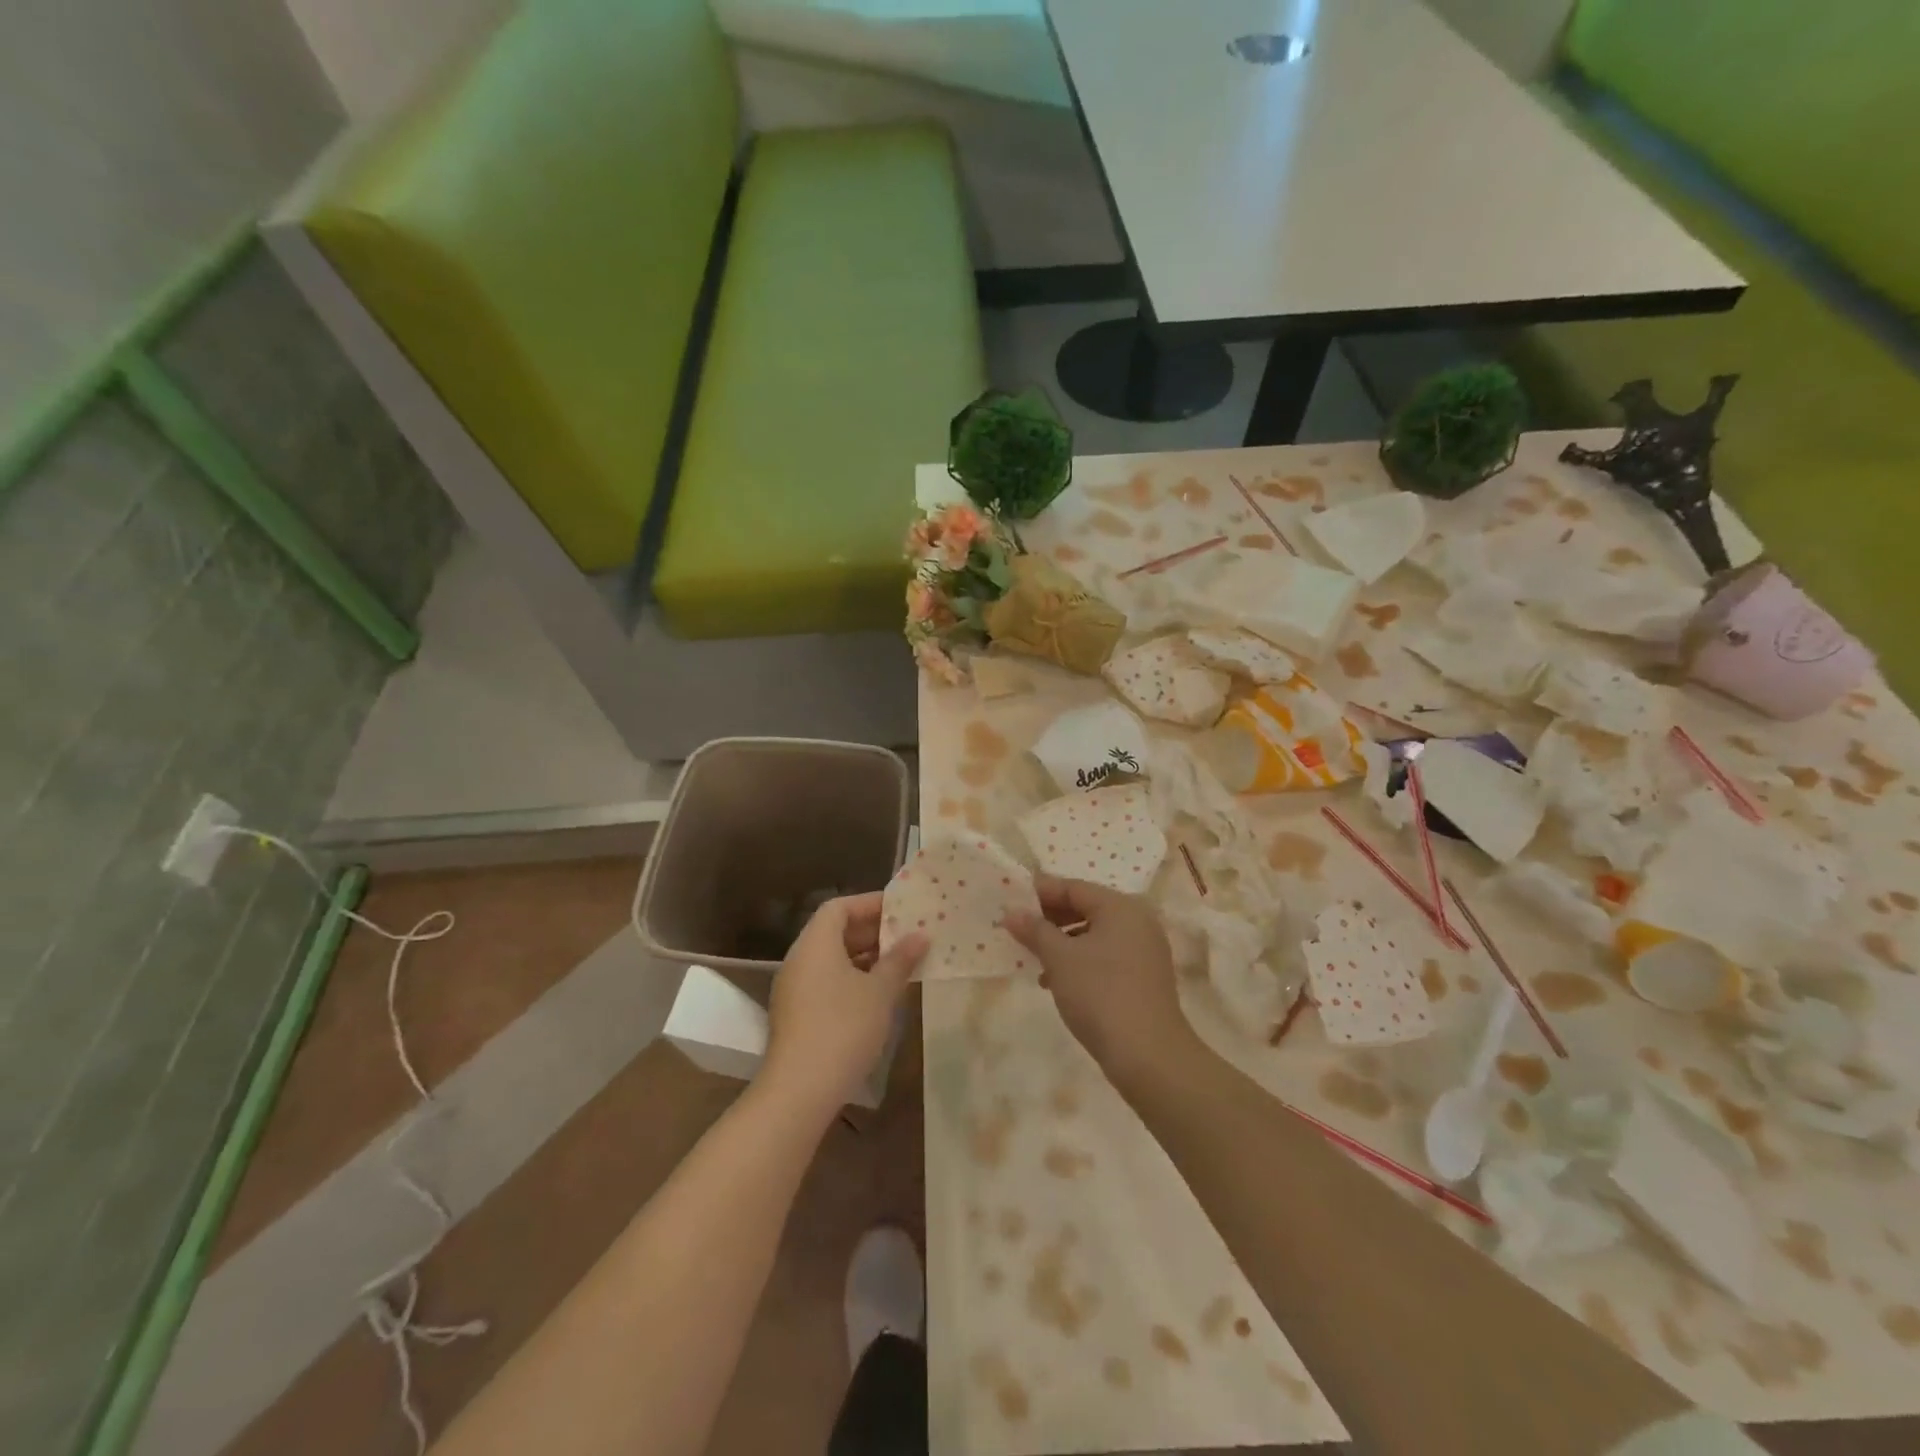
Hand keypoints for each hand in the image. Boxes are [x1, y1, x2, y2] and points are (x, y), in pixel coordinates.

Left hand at [763, 892, 926, 1114]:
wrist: (800, 1090)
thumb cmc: (844, 1028)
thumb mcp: (880, 992)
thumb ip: (900, 960)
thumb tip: (919, 936)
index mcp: (815, 943)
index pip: (839, 907)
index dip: (869, 903)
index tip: (900, 910)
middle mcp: (799, 959)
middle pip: (834, 931)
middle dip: (871, 931)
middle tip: (907, 936)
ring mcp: (794, 988)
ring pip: (831, 959)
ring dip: (864, 957)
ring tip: (899, 963)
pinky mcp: (796, 1014)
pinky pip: (826, 981)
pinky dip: (851, 978)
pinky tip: (878, 994)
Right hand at [1004, 876, 1192, 1083]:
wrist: (1148, 1055)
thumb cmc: (1100, 994)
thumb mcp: (1059, 958)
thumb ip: (1034, 930)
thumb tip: (1011, 912)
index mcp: (1120, 907)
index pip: (1073, 888)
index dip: (1039, 893)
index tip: (1010, 902)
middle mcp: (1138, 921)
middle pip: (1086, 908)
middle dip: (1050, 919)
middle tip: (1018, 929)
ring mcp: (1145, 950)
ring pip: (1095, 935)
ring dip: (1062, 943)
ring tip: (1034, 960)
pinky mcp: (1145, 977)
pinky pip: (1106, 956)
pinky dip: (1081, 962)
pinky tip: (1057, 982)